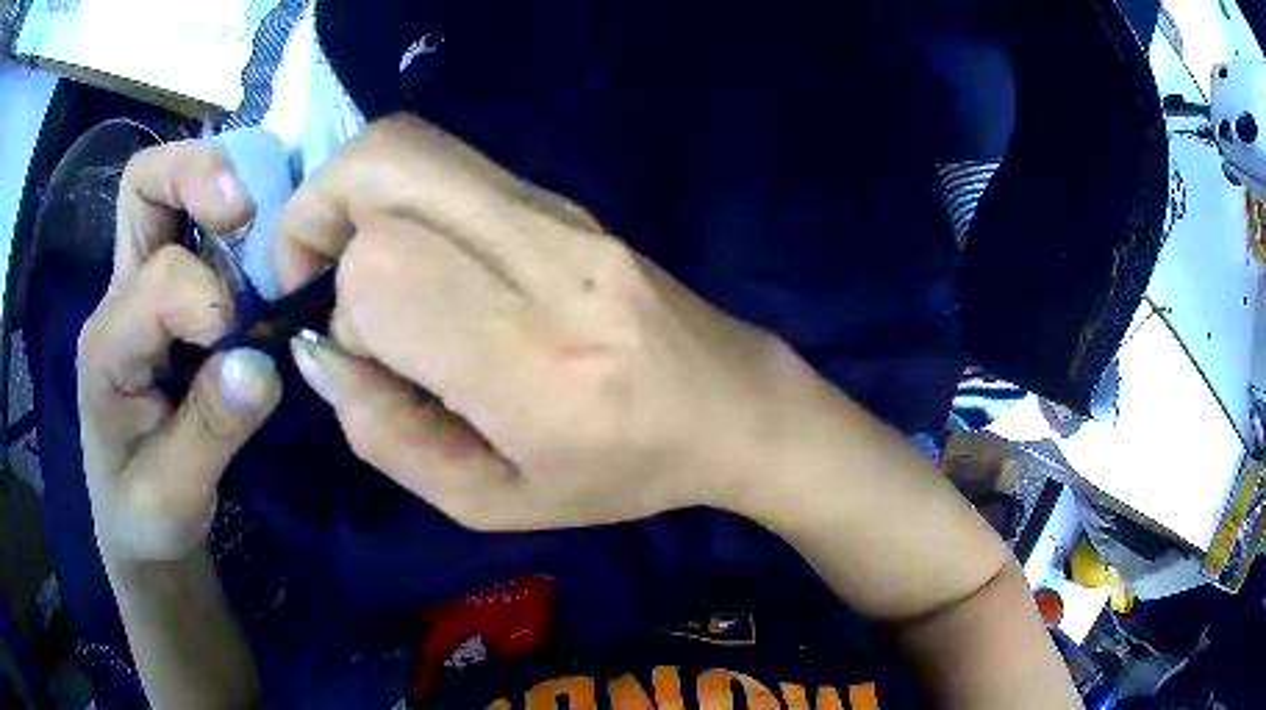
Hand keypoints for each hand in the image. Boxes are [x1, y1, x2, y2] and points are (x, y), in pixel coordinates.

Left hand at [78, 142, 281, 561]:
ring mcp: (139, 294)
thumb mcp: (174, 497)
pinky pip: (194, 233)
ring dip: (218, 189)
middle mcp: (118, 300)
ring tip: (263, 225)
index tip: (247, 349)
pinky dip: (232, 227)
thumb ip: (211, 432)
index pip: (160, 281)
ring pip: (166, 194)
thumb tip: (261, 364)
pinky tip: (261, 258)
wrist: (134, 525)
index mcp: (107, 348)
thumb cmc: (144, 516)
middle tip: (246, 207)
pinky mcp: (165, 302)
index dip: (210, 300)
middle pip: (143, 186)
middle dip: (196, 174)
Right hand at [276, 116, 818, 530]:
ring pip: (409, 147)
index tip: (354, 359)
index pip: (383, 274)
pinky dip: (392, 196)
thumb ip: (386, 436)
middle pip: (383, 164)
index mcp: (533, 360)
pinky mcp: (563, 198)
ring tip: (348, 267)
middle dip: (316, 213)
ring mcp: (558, 212)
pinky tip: (408, 259)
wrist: (729, 404)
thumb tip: (318, 354)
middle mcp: (543, 257)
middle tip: (313, 278)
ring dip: (349, 198)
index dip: (340, 315)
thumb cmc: (620, 473)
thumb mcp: (491, 502)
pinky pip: (446, 164)